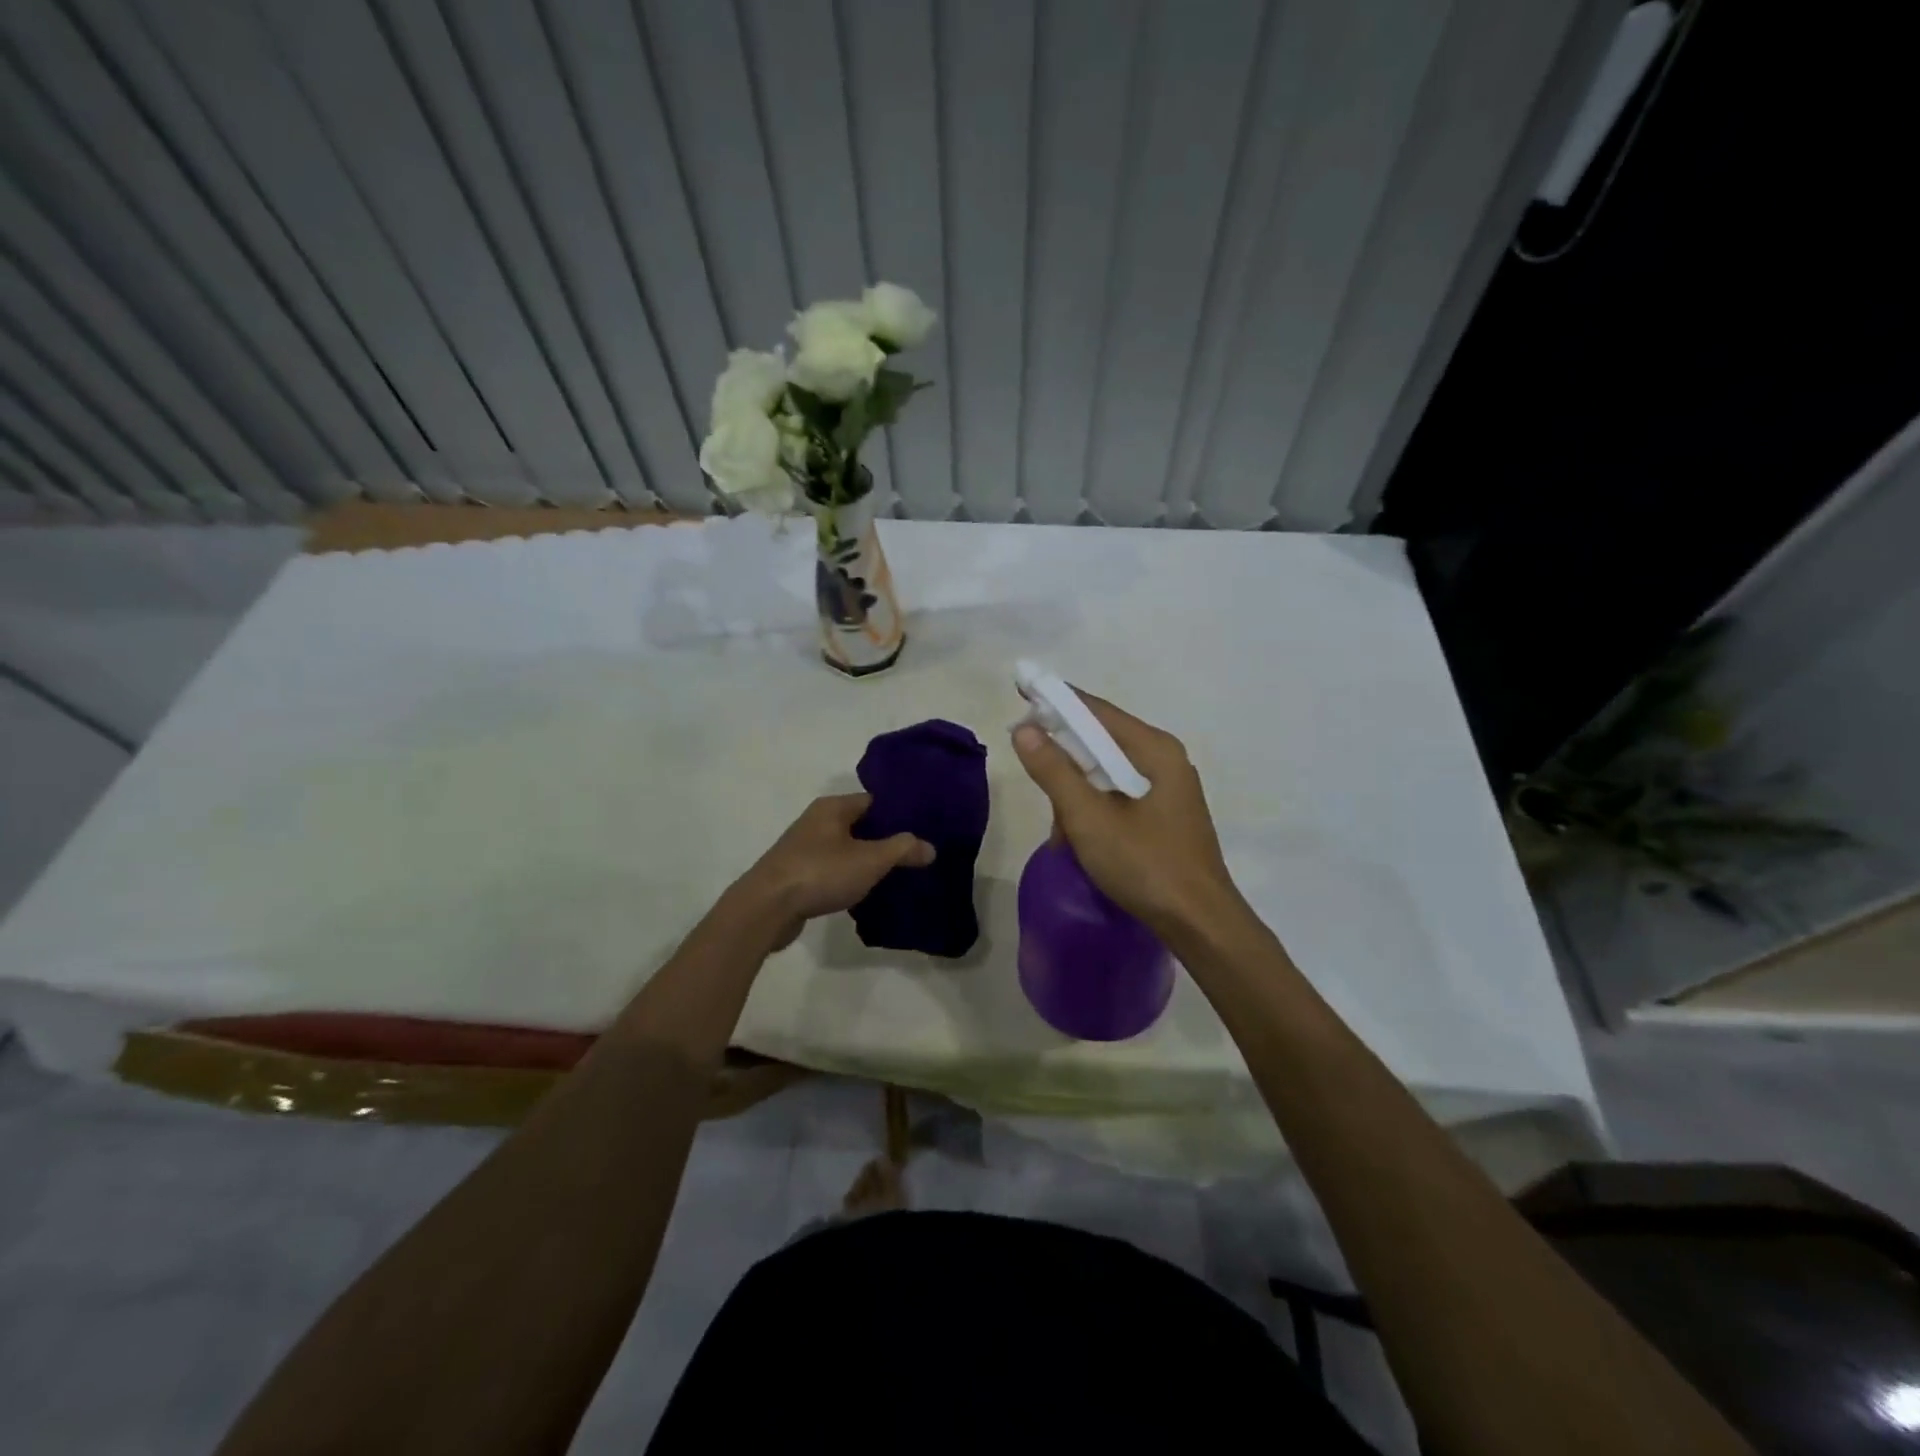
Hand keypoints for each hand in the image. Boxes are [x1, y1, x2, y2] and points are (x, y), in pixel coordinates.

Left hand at [729, 793, 934, 950]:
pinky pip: (832, 870)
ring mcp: (804, 848)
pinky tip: (866, 893)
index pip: (875, 801)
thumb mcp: (870, 860)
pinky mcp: (797, 874)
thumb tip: (929, 847)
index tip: (924, 828)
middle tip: (916, 855)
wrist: (766, 908)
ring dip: (867, 861)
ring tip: (898, 875)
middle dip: (886, 839)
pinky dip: (849, 878)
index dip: (900, 813)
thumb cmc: (820, 873)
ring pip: (846, 849)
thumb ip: (902, 849)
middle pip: (861, 825)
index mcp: (833, 807)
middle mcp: (817, 821)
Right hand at [1010, 692, 1243, 940]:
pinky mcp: (1165, 818)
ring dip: (1077, 800)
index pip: (1097, 711)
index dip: (1057, 700)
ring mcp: (1168, 791)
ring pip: (1106, 776)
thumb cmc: (1146, 865)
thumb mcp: (1090, 818)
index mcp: (1155, 750)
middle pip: (1101, 743)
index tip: (1022, 691)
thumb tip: (1024, 729)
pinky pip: (1118, 799)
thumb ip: (1055, 772)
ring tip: (1064, 837)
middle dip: (1066, 766)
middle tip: (1041, 791)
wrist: (1200, 925)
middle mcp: (1165, 761)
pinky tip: (1082, 845)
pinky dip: (1095, 814)